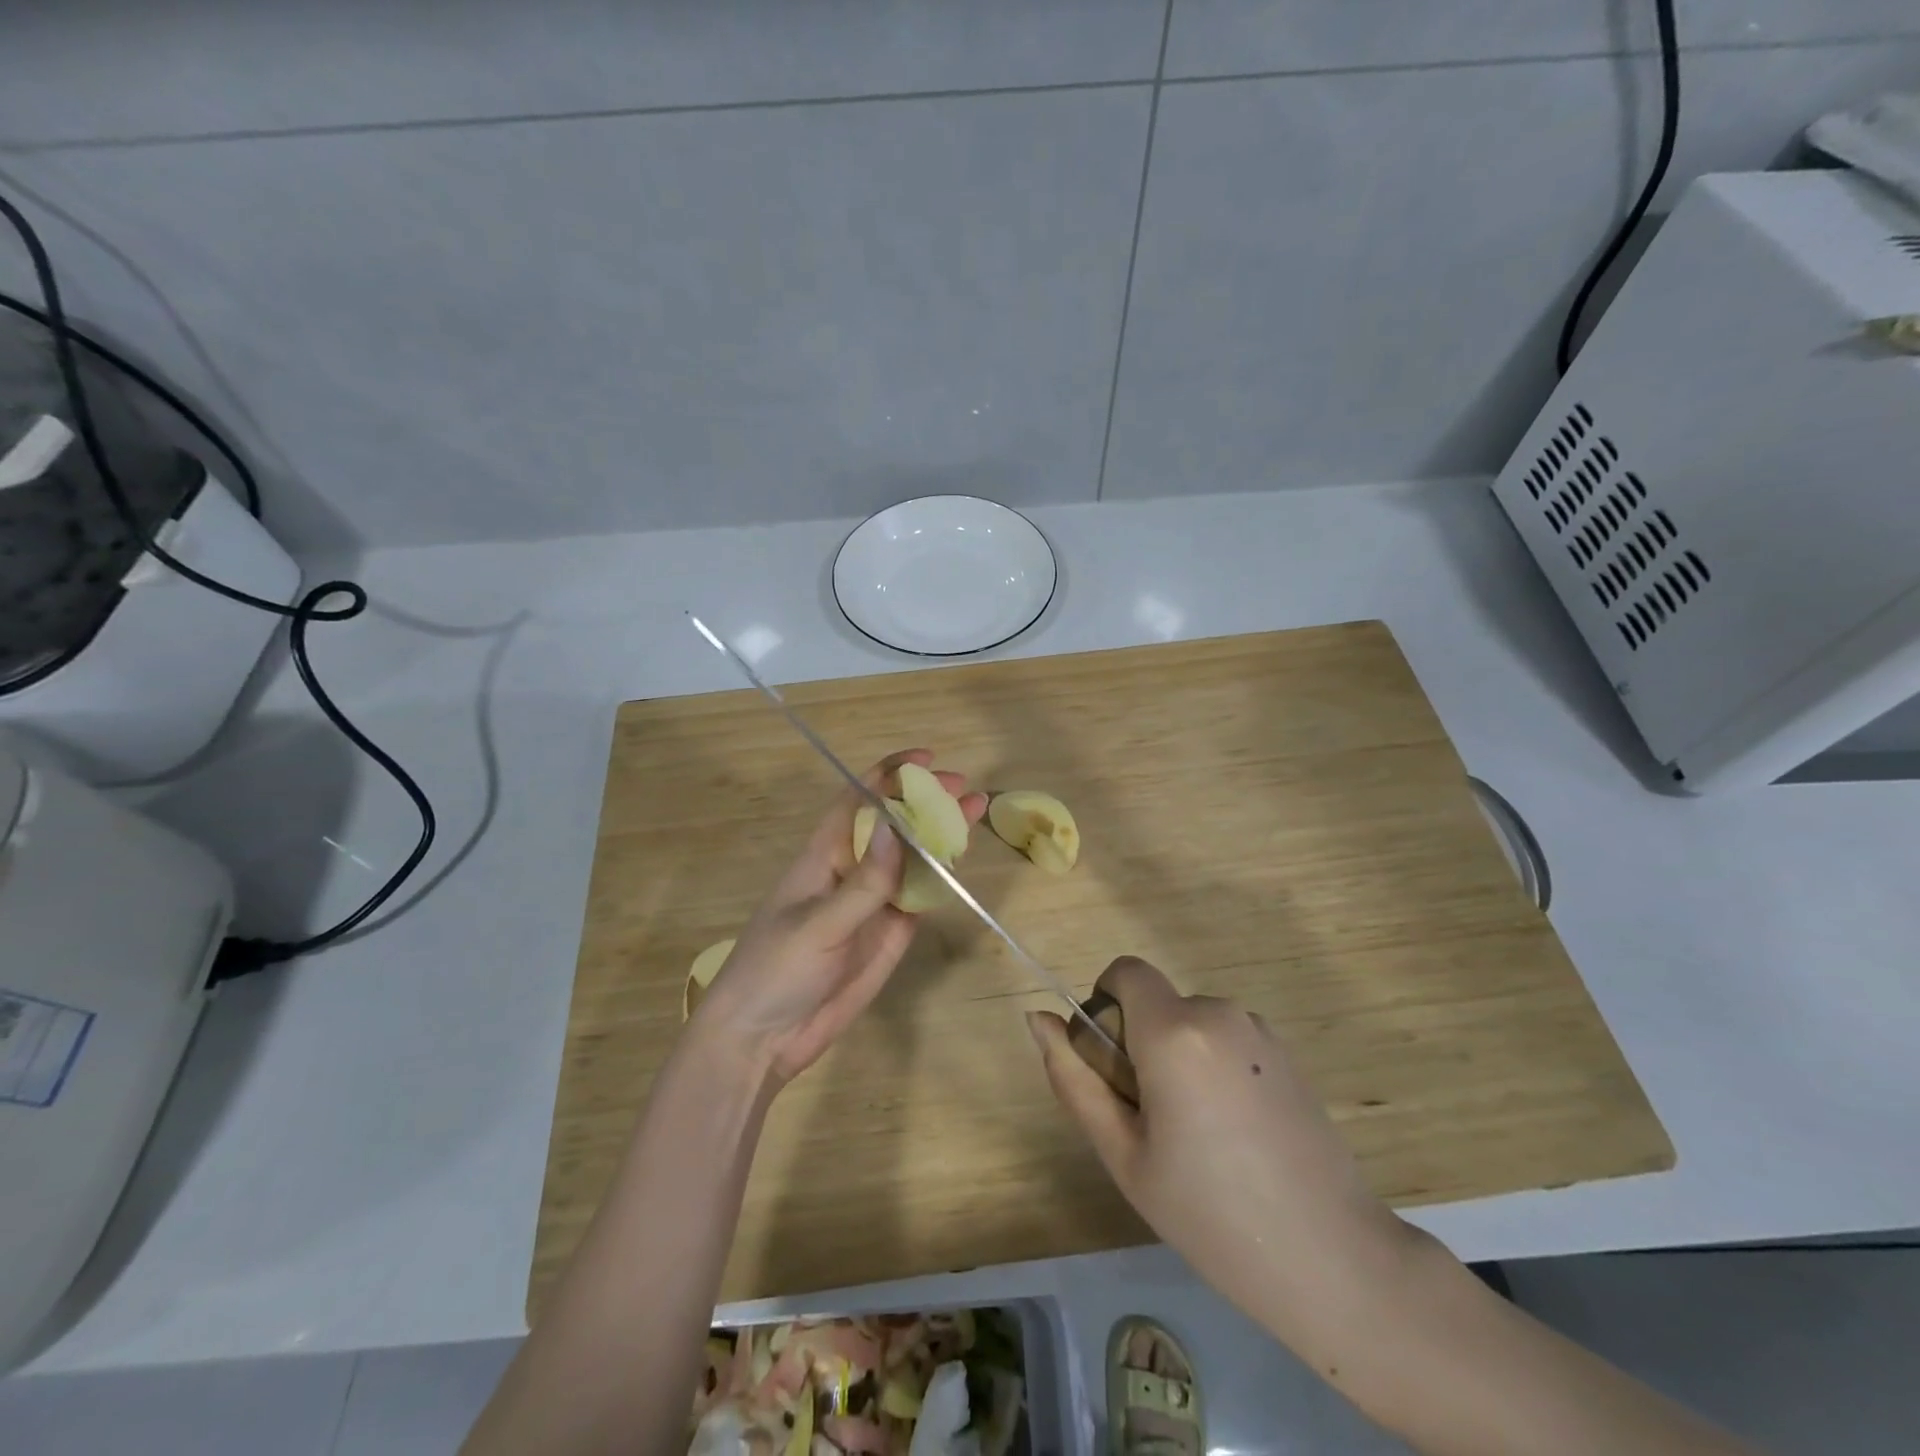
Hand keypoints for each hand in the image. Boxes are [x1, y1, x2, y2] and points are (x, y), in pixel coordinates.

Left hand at [689, 749, 985, 1087]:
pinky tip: (962, 860)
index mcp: (824, 856)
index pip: (857, 802)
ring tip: (976, 812)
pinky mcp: (889, 933)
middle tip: (965, 788)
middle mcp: (852, 871)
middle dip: (927, 802)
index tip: (925, 760)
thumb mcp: (817, 924)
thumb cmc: (775, 970)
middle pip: (894, 826)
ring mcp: (873, 903)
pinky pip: (920, 895)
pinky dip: (942, 877)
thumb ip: (864, 882)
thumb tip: (895, 825)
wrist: (764, 1040)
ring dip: (942, 835)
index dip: (888, 776)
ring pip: (913, 858)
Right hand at [1028, 957, 1426, 1363]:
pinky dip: (1213, 1067)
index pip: (1125, 972)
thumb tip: (1037, 1019)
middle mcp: (1218, 1012)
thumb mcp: (1123, 1154)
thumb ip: (1074, 1079)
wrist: (1333, 1259)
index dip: (1106, 1004)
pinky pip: (1225, 1040)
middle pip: (1155, 1004)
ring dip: (1177, 1058)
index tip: (1112, 1065)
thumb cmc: (1210, 1213)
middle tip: (1153, 1122)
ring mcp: (1259, 1030)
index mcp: (1174, 1031)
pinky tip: (1237, 1135)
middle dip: (1139, 1043)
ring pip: (1190, 1024)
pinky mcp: (1286, 1053)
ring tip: (1198, 1137)